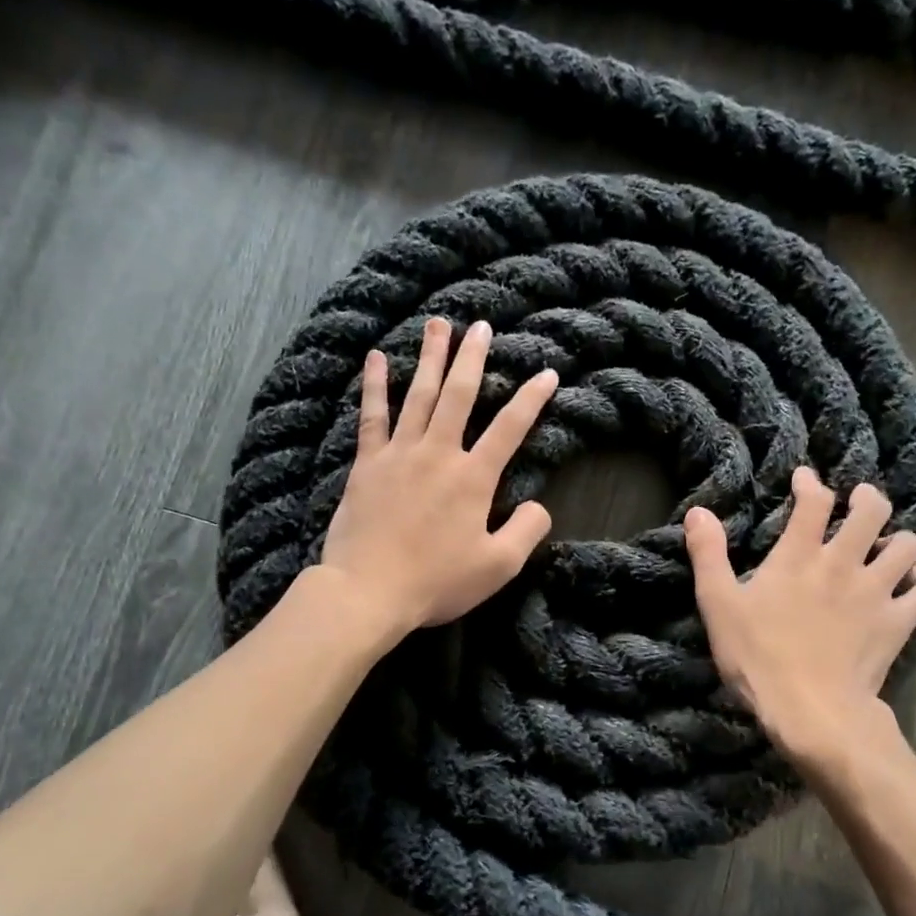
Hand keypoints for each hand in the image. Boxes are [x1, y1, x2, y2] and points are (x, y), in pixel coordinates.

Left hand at [319, 317, 558, 636]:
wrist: (368, 591)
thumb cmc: (437, 581)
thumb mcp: (499, 566)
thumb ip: (527, 530)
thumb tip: (539, 505)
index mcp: (474, 477)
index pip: (511, 428)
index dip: (532, 399)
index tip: (547, 372)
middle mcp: (438, 453)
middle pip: (460, 395)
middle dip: (473, 358)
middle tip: (481, 326)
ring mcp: (399, 454)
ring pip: (419, 394)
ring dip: (431, 357)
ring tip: (438, 324)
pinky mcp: (368, 463)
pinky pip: (373, 415)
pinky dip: (375, 385)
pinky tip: (377, 358)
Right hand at [684, 467, 915, 758]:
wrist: (811, 711)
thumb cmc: (758, 658)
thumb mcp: (718, 606)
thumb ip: (708, 555)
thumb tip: (698, 512)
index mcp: (798, 555)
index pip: (813, 501)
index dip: (811, 482)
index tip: (806, 478)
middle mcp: (843, 562)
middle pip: (872, 510)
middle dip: (868, 498)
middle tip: (860, 502)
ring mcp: (876, 591)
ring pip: (907, 545)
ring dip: (899, 540)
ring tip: (887, 546)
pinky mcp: (898, 622)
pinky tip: (915, 583)